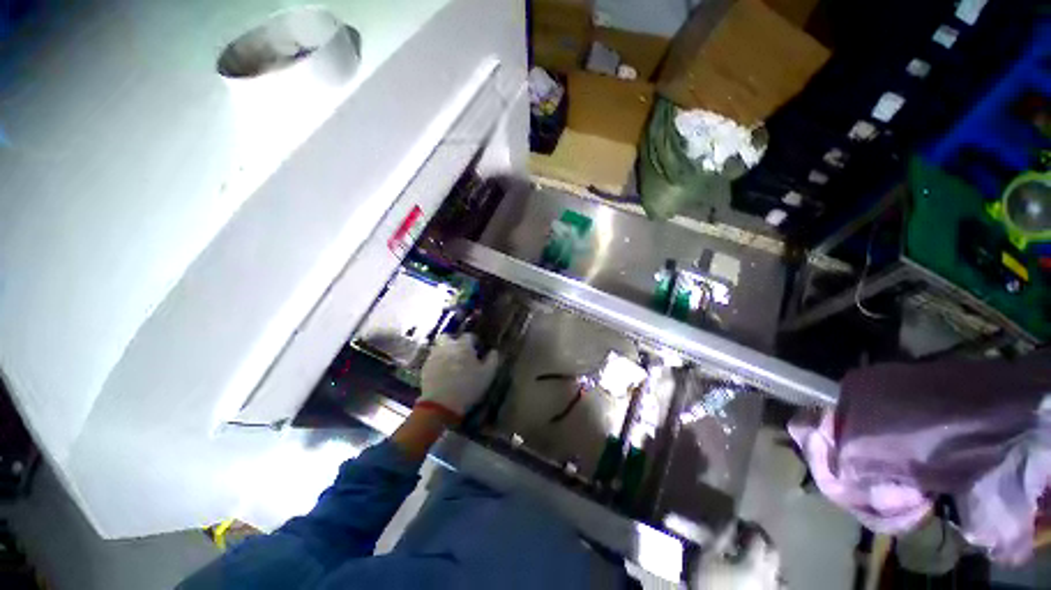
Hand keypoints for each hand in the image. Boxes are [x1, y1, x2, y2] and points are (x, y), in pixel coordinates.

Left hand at [417, 334, 498, 417]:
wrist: (441, 404)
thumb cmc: (468, 387)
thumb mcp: (487, 375)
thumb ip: (492, 360)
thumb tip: (494, 351)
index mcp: (463, 346)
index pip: (469, 336)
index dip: (474, 341)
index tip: (477, 349)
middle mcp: (447, 347)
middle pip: (448, 337)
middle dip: (454, 341)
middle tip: (460, 352)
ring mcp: (434, 356)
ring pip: (439, 347)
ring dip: (445, 351)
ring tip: (451, 363)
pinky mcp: (425, 367)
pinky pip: (432, 359)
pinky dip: (438, 362)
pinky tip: (443, 373)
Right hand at [692, 525, 781, 589]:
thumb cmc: (711, 583)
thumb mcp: (708, 556)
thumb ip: (720, 536)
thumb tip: (730, 521)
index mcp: (755, 562)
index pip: (758, 537)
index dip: (748, 527)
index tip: (737, 522)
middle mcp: (769, 575)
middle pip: (773, 551)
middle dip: (762, 540)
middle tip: (748, 534)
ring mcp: (772, 589)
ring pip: (778, 569)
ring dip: (768, 559)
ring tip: (755, 555)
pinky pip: (777, 584)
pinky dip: (771, 575)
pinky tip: (759, 575)